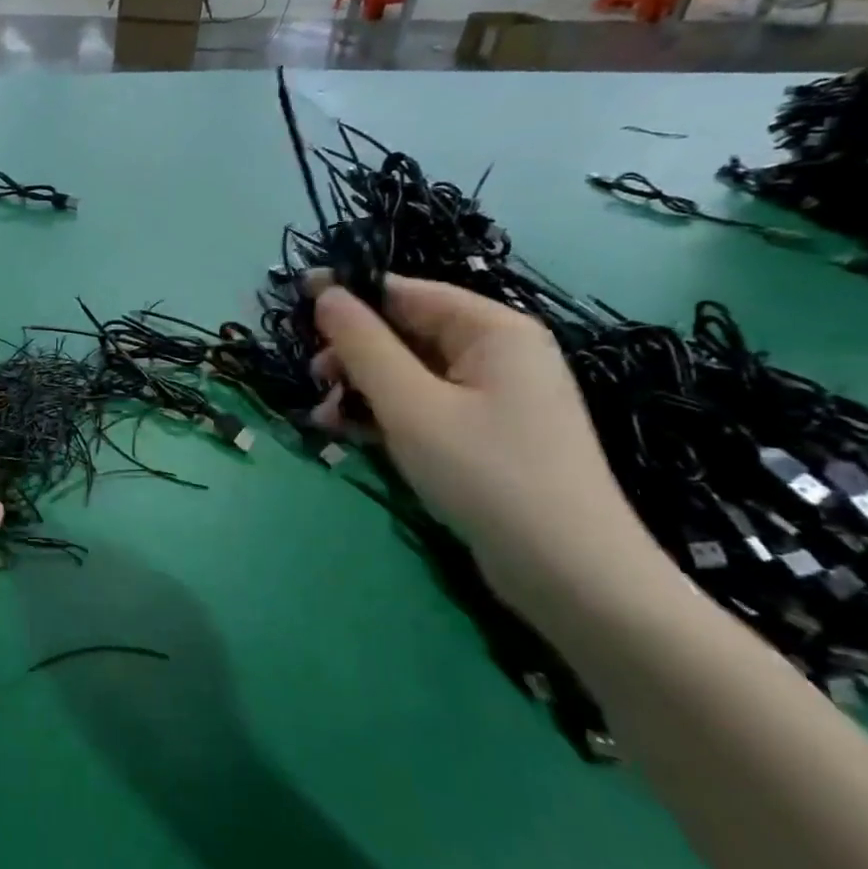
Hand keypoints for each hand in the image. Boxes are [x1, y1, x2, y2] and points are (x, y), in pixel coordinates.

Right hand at [310, 275, 665, 616]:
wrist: (570, 576)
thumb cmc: (487, 475)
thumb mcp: (411, 406)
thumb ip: (363, 345)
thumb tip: (326, 293)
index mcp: (493, 330)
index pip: (407, 293)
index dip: (351, 298)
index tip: (297, 309)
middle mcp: (498, 354)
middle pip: (407, 334)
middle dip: (354, 355)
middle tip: (314, 382)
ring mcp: (494, 398)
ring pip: (410, 375)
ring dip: (363, 391)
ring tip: (324, 420)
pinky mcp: (485, 436)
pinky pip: (425, 408)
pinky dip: (387, 417)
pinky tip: (350, 436)